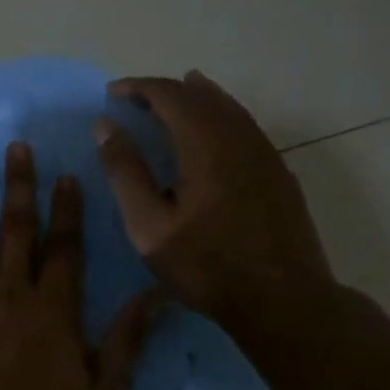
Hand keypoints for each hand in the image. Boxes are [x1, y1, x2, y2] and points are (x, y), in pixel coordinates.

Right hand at [93, 71, 339, 341]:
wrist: (284, 301)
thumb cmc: (207, 266)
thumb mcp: (149, 226)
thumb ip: (125, 172)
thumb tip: (105, 126)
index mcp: (206, 144)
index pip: (169, 95)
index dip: (138, 87)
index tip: (111, 94)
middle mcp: (239, 138)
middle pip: (201, 95)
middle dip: (164, 91)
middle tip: (134, 100)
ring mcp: (265, 154)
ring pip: (228, 108)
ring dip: (195, 98)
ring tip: (171, 99)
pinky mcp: (278, 173)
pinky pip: (245, 126)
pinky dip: (219, 116)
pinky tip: (211, 133)